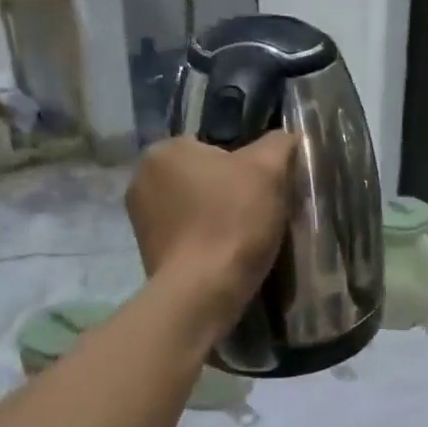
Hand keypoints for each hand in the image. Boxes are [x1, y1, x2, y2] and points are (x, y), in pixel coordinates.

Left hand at [128, 134, 295, 323]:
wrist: (203, 290)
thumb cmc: (233, 221)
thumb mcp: (268, 170)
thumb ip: (279, 144)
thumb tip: (287, 136)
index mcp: (164, 150)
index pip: (214, 147)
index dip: (244, 167)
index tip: (262, 190)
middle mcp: (142, 178)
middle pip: (203, 177)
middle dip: (227, 192)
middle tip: (257, 214)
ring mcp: (140, 218)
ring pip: (194, 207)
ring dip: (215, 217)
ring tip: (243, 238)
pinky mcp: (147, 251)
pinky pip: (185, 235)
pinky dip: (204, 241)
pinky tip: (224, 255)